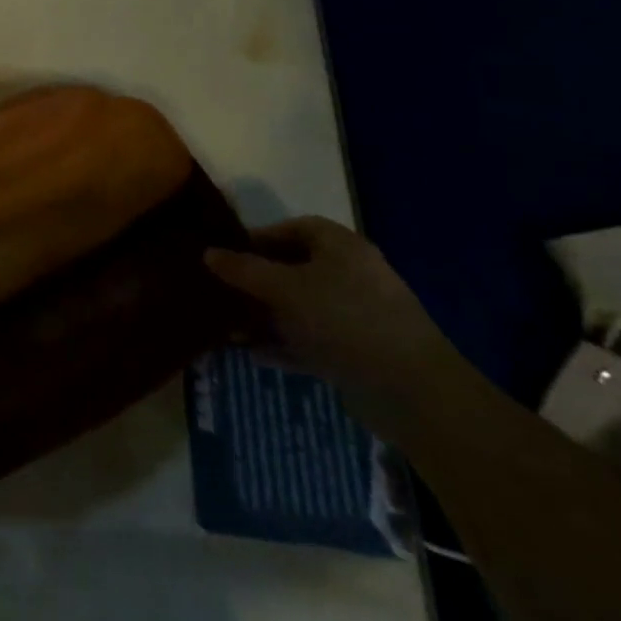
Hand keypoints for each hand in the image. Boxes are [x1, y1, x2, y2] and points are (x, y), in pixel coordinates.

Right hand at [205, 216, 459, 419]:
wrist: (412, 391)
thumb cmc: (344, 320)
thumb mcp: (284, 288)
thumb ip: (243, 269)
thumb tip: (207, 252)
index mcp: (342, 248)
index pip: (296, 229)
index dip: (260, 237)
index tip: (227, 254)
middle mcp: (351, 276)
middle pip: (294, 269)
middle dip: (256, 282)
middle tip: (222, 292)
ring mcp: (356, 316)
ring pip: (299, 308)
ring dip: (265, 317)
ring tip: (230, 330)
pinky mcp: (358, 351)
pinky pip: (311, 340)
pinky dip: (283, 344)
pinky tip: (254, 355)